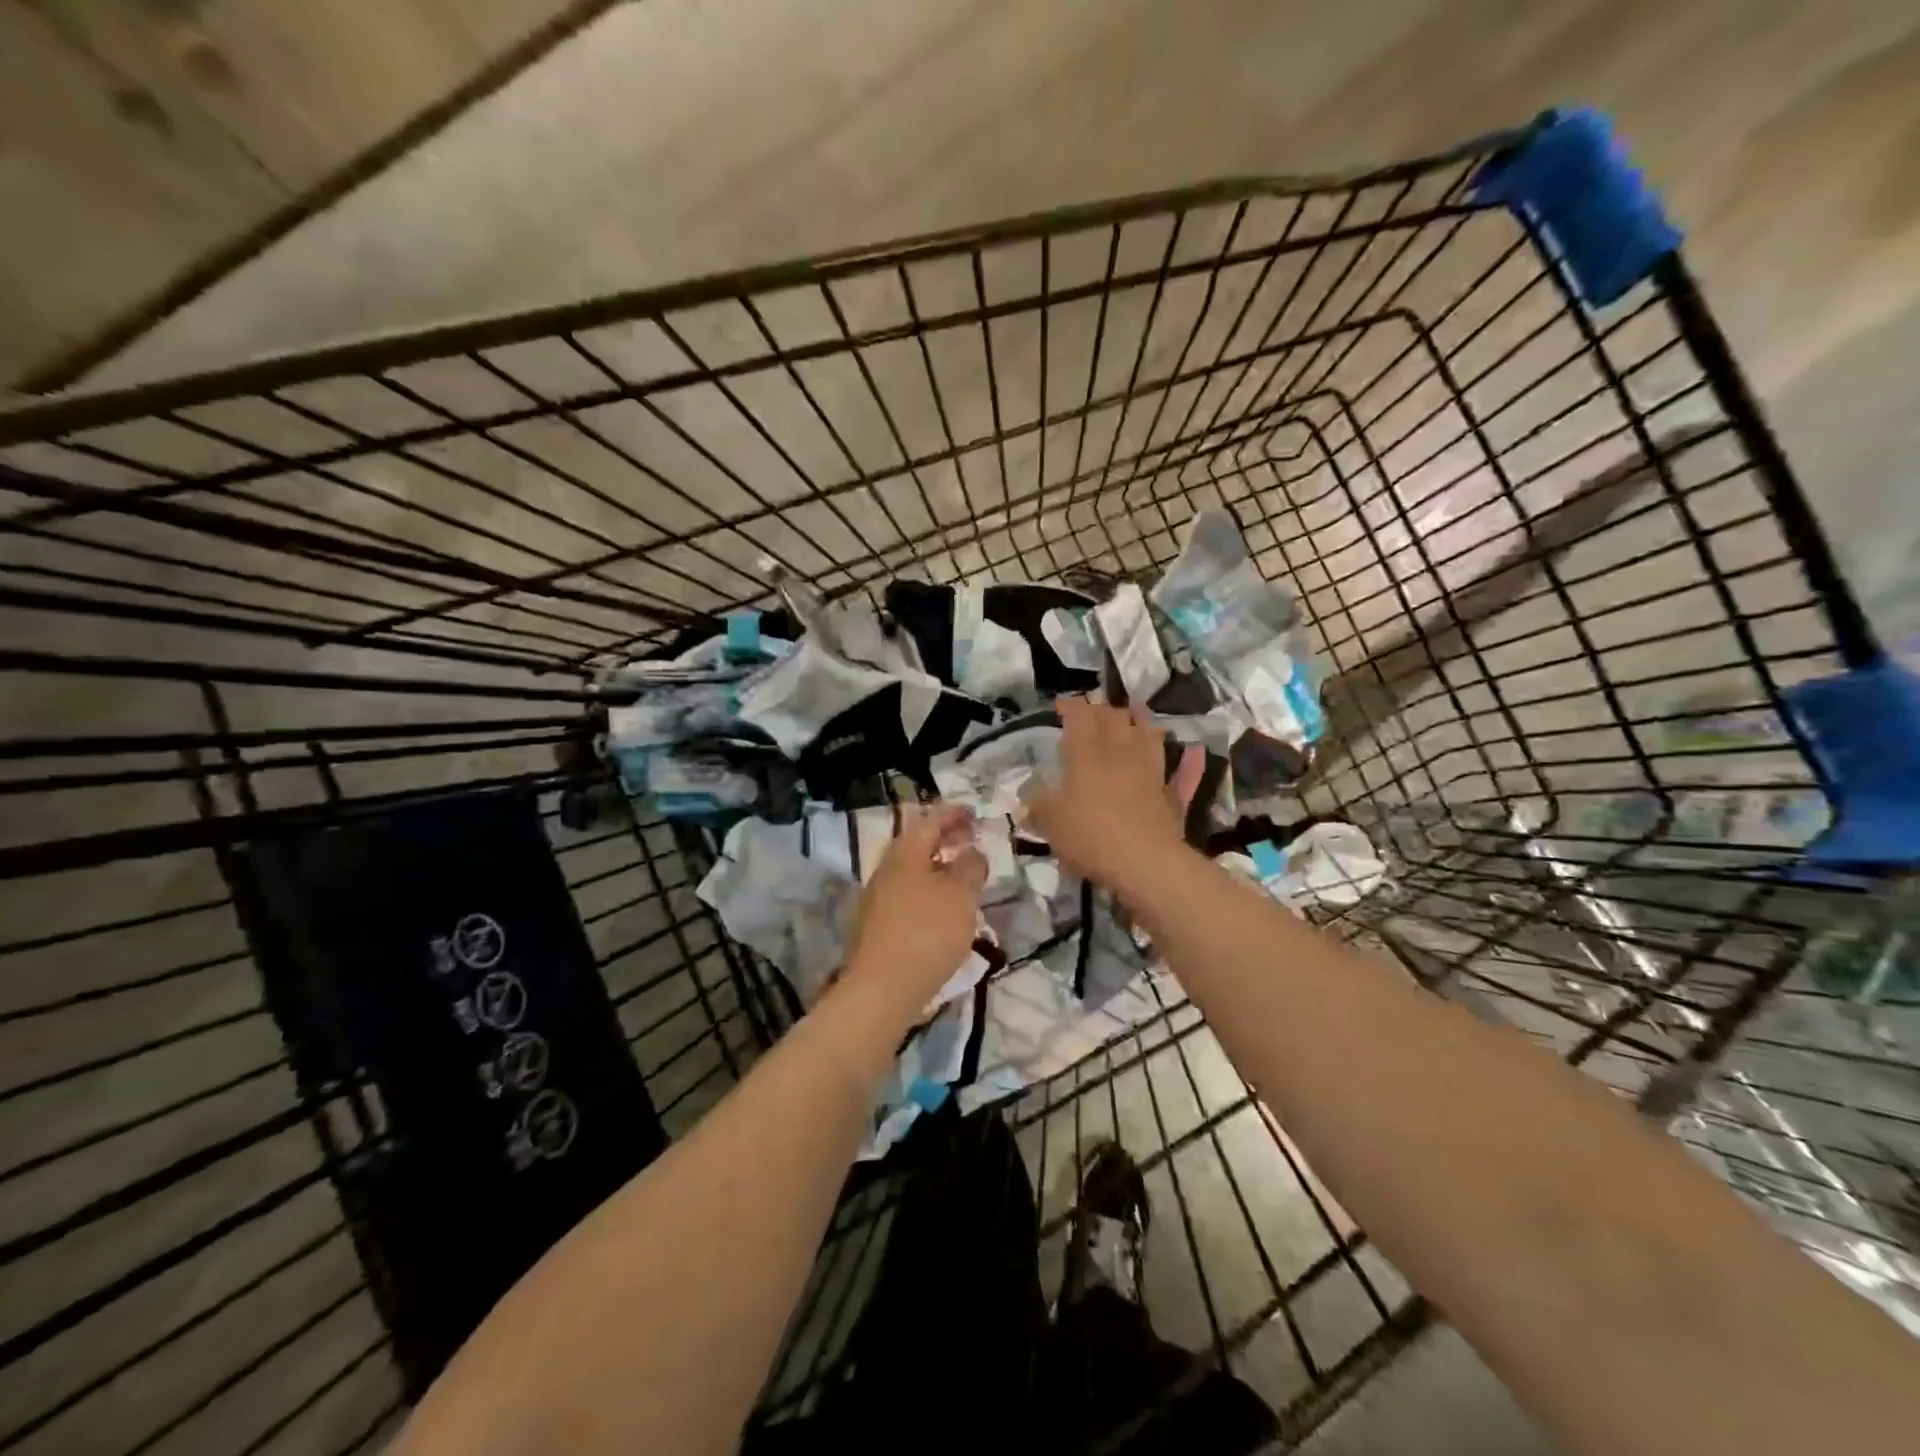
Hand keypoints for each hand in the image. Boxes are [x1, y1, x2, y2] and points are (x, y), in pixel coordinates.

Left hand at [841, 804, 987, 1017]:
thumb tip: (971, 852)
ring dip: (937, 866)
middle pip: (917, 844)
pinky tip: (943, 907)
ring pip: (912, 871)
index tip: (974, 813)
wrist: (882, 989)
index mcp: (904, 854)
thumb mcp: (961, 895)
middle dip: (945, 839)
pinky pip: (907, 894)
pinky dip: (928, 889)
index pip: (930, 821)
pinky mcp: (877, 926)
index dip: (953, 815)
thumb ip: (970, 867)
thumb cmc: (927, 933)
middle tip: (971, 839)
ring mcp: (877, 899)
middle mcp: (886, 870)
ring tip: (962, 874)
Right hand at [1023, 697, 1205, 898]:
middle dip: (1103, 710)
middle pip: (1115, 719)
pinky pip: (1183, 774)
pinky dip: (1189, 762)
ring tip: (1136, 712)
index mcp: (1087, 754)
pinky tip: (1193, 751)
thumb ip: (1038, 806)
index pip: (1080, 717)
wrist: (1143, 862)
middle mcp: (1121, 753)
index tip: (1062, 703)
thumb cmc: (1089, 835)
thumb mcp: (1050, 822)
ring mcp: (1151, 772)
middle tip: (1094, 709)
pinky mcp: (1172, 796)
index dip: (1071, 706)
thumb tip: (1030, 798)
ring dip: (1142, 720)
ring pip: (1149, 736)